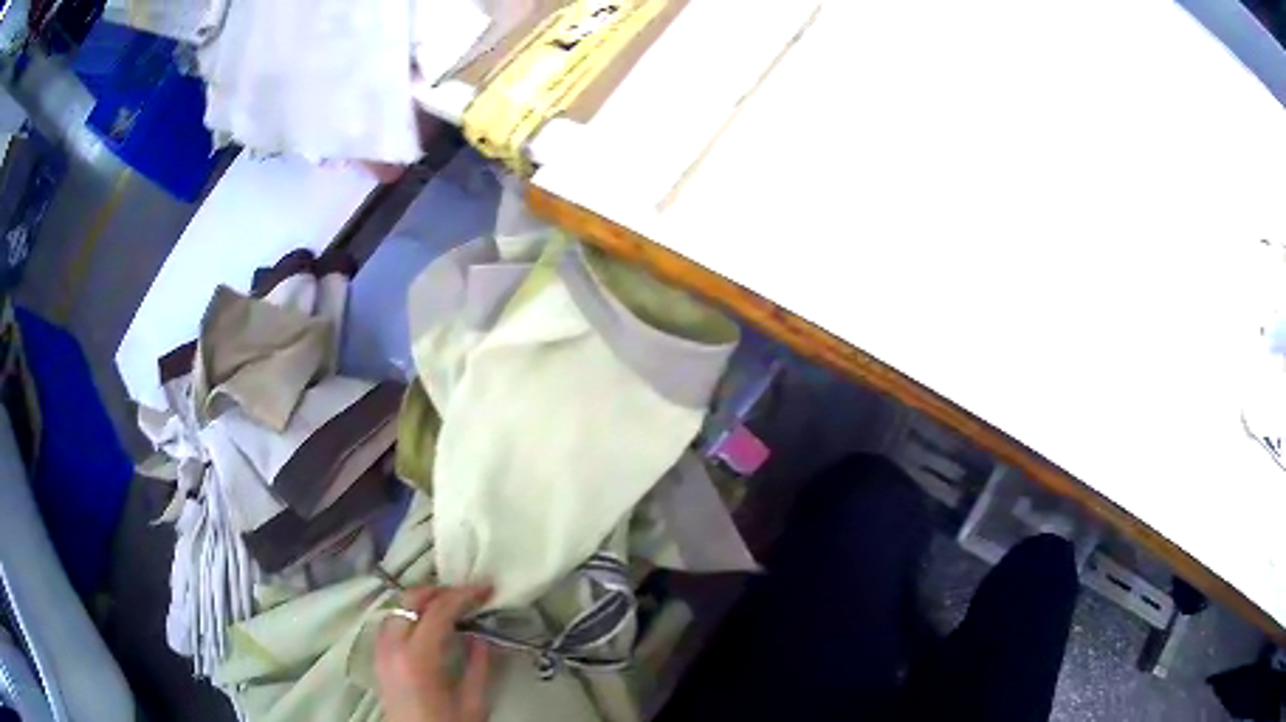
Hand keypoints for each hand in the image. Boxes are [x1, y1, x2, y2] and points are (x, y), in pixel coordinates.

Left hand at [376, 585, 492, 721]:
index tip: (485, 590)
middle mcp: (392, 647)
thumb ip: (479, 667)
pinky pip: (390, 623)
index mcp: (417, 658)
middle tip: (467, 595)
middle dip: (440, 591)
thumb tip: (483, 636)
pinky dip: (409, 615)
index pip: (438, 611)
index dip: (463, 595)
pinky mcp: (378, 658)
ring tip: (449, 607)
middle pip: (410, 600)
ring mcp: (380, 651)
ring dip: (422, 601)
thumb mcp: (472, 704)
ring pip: (396, 608)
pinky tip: (426, 626)